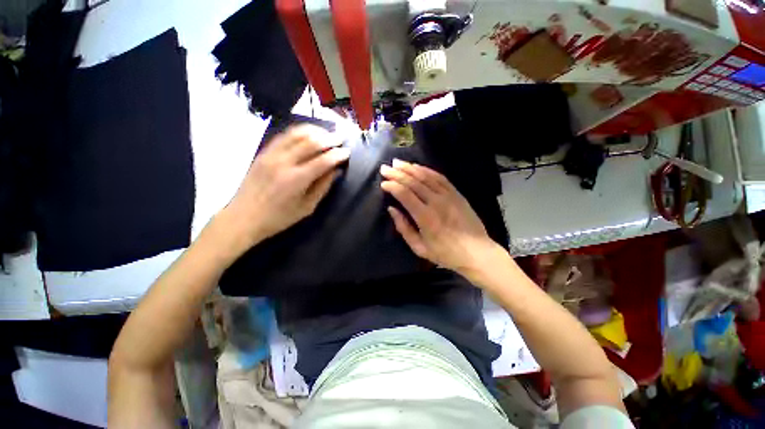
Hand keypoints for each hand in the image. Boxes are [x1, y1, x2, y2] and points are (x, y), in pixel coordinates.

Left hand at [217, 125, 349, 255]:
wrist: (243, 217)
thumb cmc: (279, 218)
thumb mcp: (307, 208)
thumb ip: (323, 187)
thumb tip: (336, 170)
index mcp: (296, 180)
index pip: (323, 160)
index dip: (338, 155)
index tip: (348, 152)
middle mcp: (284, 162)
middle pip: (311, 142)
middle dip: (330, 138)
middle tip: (341, 138)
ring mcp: (271, 154)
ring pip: (297, 134)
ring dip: (315, 131)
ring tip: (327, 133)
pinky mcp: (264, 152)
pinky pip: (284, 135)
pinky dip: (299, 131)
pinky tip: (308, 133)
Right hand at [380, 159, 501, 276]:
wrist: (476, 252)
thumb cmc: (445, 253)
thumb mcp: (419, 248)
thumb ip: (403, 228)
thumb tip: (392, 209)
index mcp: (425, 217)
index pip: (405, 194)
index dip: (392, 186)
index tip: (383, 183)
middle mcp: (436, 202)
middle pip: (413, 182)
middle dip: (397, 173)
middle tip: (385, 168)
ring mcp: (448, 196)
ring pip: (426, 176)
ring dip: (410, 168)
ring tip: (398, 163)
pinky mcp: (457, 194)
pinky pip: (440, 178)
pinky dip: (427, 170)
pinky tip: (418, 167)